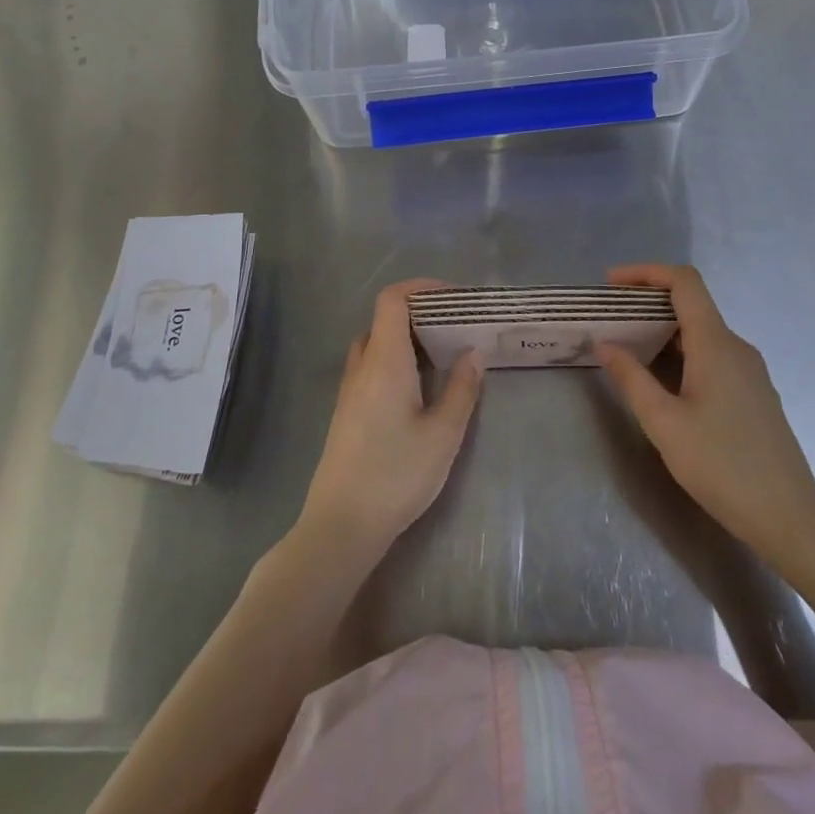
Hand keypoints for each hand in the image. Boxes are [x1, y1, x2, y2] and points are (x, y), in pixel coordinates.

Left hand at [300, 279, 483, 556]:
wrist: (341, 525)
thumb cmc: (396, 474)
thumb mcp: (443, 434)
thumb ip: (461, 389)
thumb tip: (473, 353)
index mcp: (384, 361)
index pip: (392, 300)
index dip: (420, 288)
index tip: (453, 297)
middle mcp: (362, 366)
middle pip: (384, 319)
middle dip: (420, 313)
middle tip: (455, 327)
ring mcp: (349, 390)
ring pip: (376, 344)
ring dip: (406, 338)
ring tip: (442, 355)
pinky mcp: (346, 412)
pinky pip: (371, 367)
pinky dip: (395, 360)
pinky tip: (419, 388)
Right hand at [596, 264, 814, 558]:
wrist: (788, 516)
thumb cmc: (721, 466)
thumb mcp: (664, 423)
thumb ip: (631, 378)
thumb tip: (605, 344)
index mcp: (715, 344)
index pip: (684, 282)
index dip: (646, 272)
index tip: (611, 284)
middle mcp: (736, 346)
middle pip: (691, 304)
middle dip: (647, 304)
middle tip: (609, 322)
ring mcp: (749, 370)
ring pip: (701, 332)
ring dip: (662, 332)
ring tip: (627, 351)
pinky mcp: (753, 392)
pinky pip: (712, 355)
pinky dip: (681, 354)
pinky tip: (661, 382)